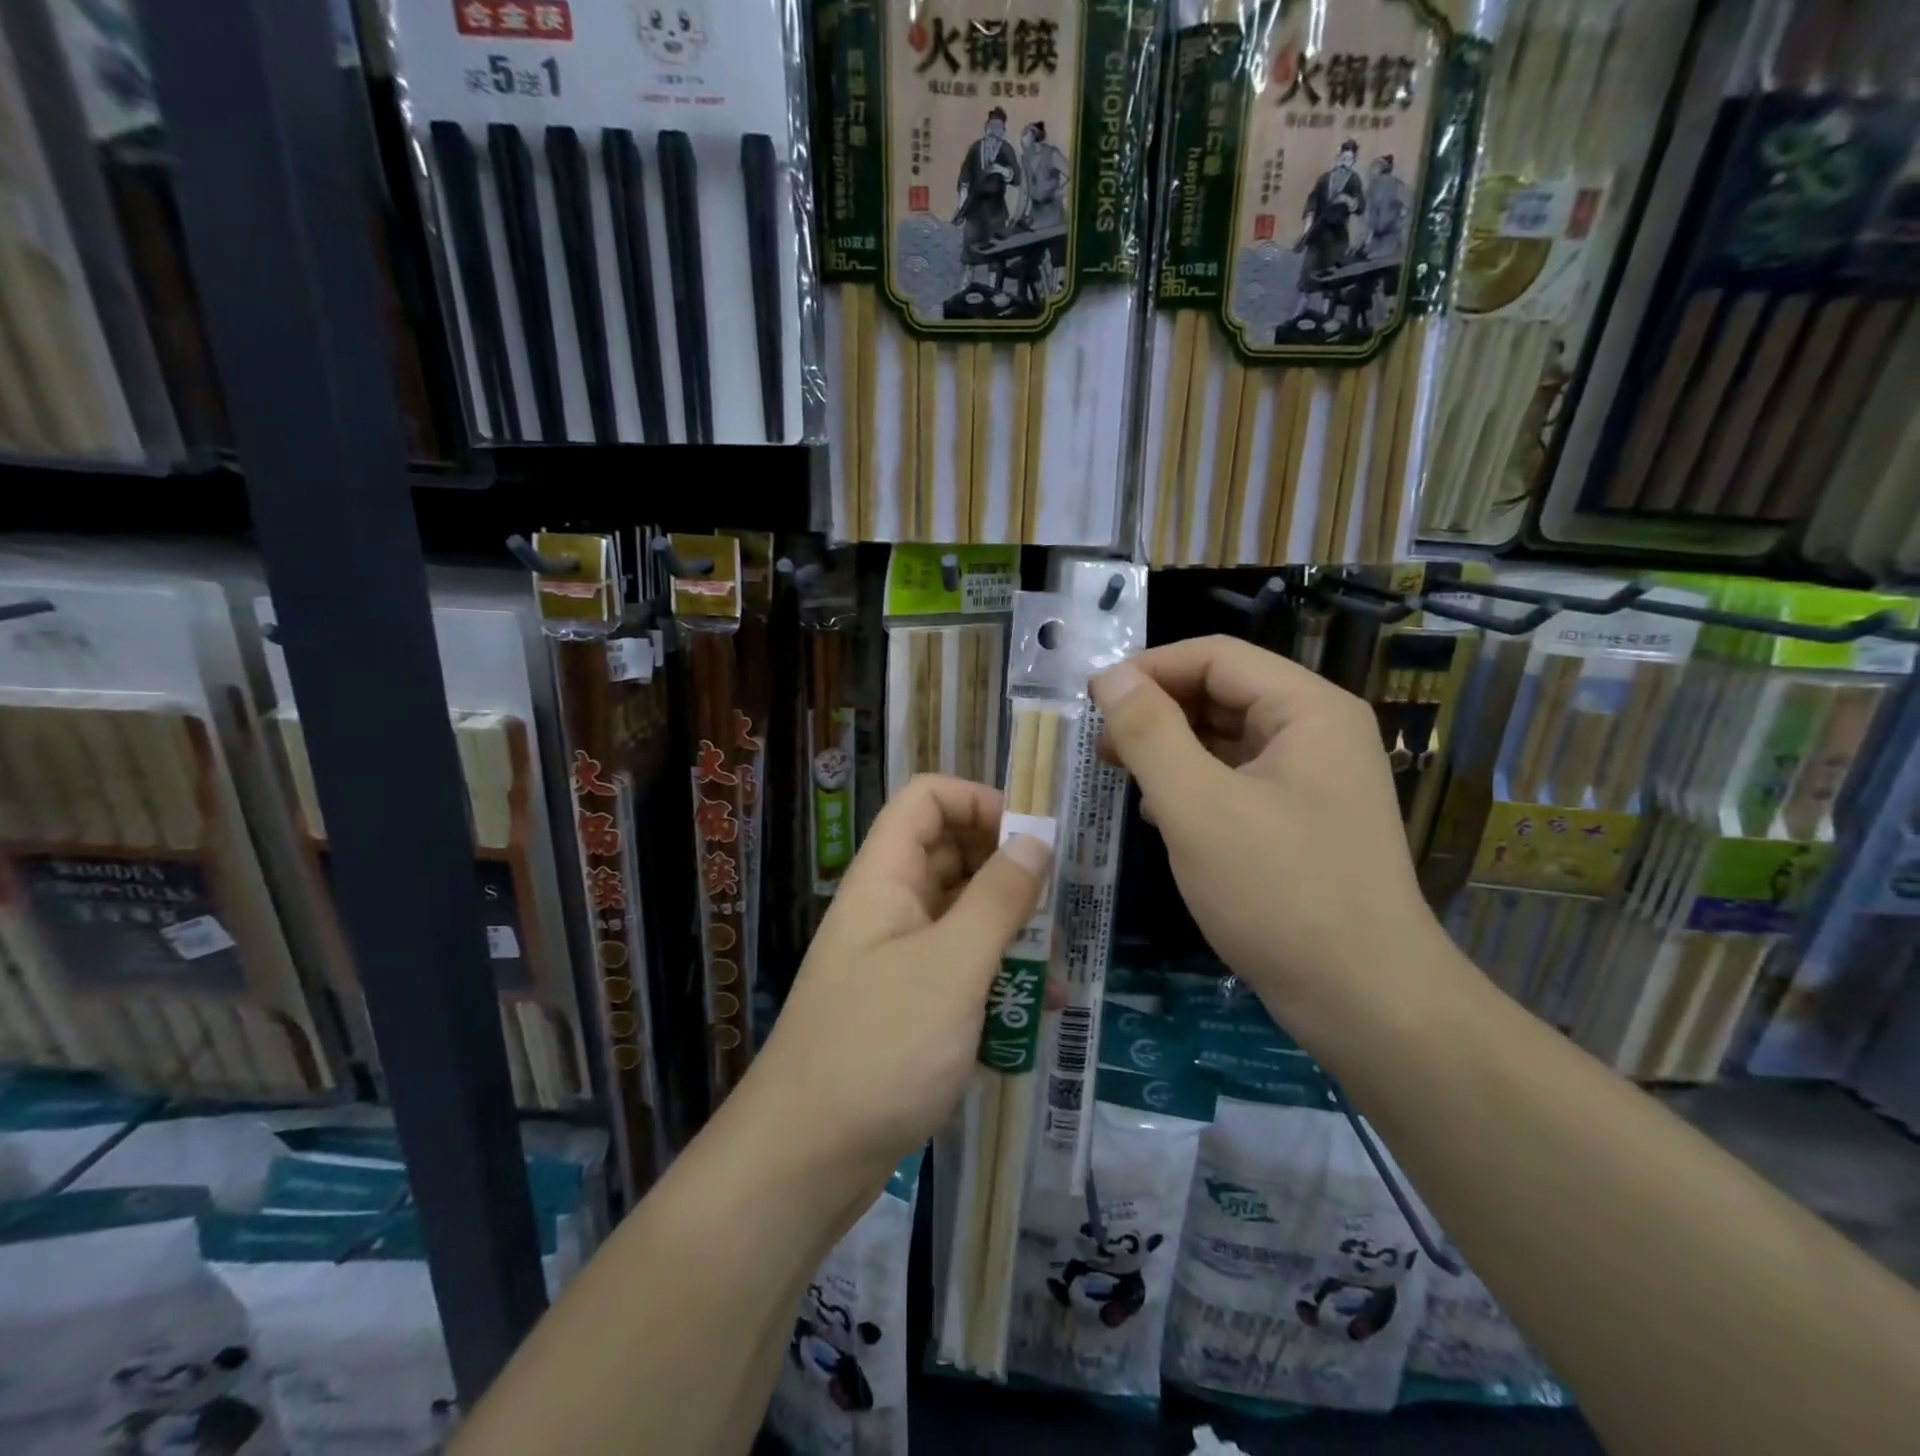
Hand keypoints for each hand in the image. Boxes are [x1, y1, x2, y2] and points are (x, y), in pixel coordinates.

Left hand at [743, 775, 1048, 1179]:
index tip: (1033, 836)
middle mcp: (889, 908)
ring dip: (1011, 933)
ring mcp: (897, 959)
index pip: (927, 799)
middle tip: (1057, 901)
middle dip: (1007, 870)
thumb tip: (1036, 839)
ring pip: (962, 917)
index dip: (979, 801)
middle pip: (950, 854)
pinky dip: (997, 982)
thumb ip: (998, 899)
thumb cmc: (880, 1048)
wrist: (805, 1161)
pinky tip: (1038, 1015)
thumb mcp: (952, 966)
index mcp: (885, 878)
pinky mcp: (909, 1007)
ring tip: (1057, 968)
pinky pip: (960, 971)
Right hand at [1092, 638, 1446, 1031]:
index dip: (1148, 669)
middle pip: (1223, 693)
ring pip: (1227, 740)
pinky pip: (1237, 781)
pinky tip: (1160, 815)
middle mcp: (1318, 733)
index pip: (1215, 657)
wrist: (1366, 1002)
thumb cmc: (1279, 892)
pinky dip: (1194, 786)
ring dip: (1171, 750)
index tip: (1091, 700)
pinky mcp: (1302, 822)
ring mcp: (1314, 780)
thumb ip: (1149, 733)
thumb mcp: (1198, 806)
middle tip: (1100, 746)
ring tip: (1122, 776)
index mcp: (1307, 709)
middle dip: (1157, 711)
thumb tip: (1110, 677)